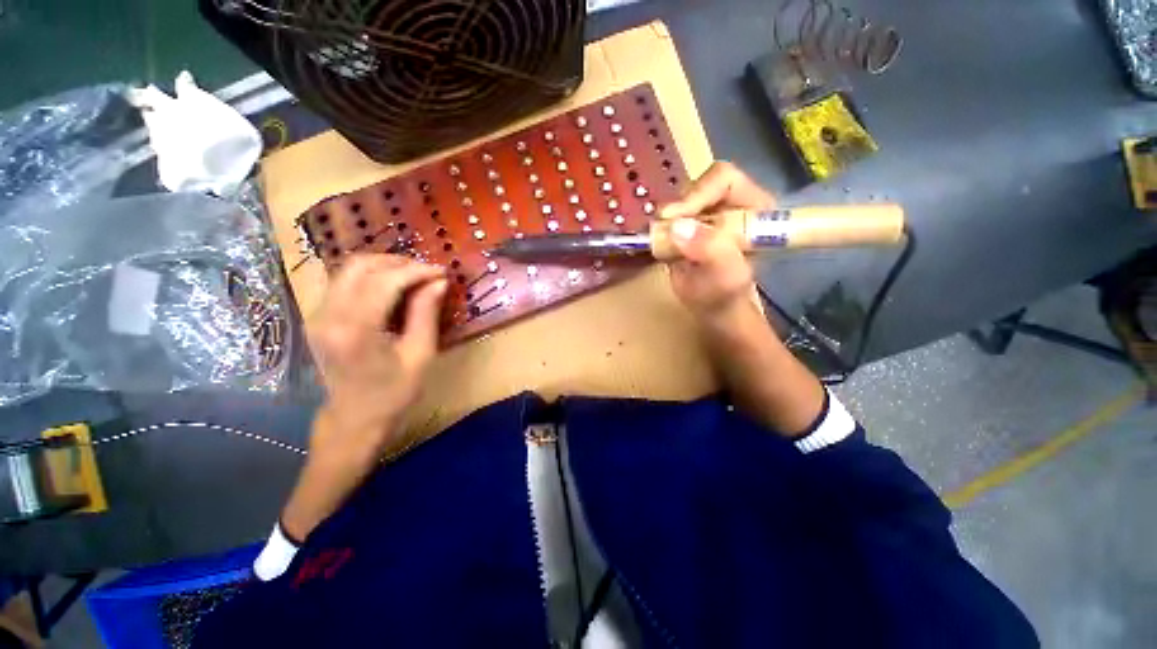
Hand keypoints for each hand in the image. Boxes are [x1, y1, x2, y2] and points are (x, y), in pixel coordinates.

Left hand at [308, 254, 446, 466]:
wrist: (354, 419)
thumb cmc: (393, 393)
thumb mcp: (420, 356)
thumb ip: (426, 314)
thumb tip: (439, 282)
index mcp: (355, 330)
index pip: (385, 281)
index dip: (416, 271)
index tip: (442, 272)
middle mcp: (328, 316)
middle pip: (360, 266)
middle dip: (398, 263)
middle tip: (427, 273)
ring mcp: (317, 315)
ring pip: (348, 269)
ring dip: (384, 266)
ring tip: (413, 277)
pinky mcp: (318, 317)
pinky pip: (343, 282)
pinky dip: (371, 276)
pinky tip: (392, 287)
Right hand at [660, 161, 775, 321]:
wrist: (711, 309)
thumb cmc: (725, 297)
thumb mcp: (725, 278)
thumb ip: (710, 251)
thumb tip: (678, 226)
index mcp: (754, 208)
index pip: (724, 179)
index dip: (698, 193)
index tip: (675, 218)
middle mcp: (731, 204)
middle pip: (699, 184)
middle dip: (680, 207)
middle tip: (664, 229)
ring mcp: (707, 213)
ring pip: (681, 199)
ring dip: (668, 219)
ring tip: (665, 241)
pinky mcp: (688, 224)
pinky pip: (669, 216)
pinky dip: (660, 227)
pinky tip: (661, 243)